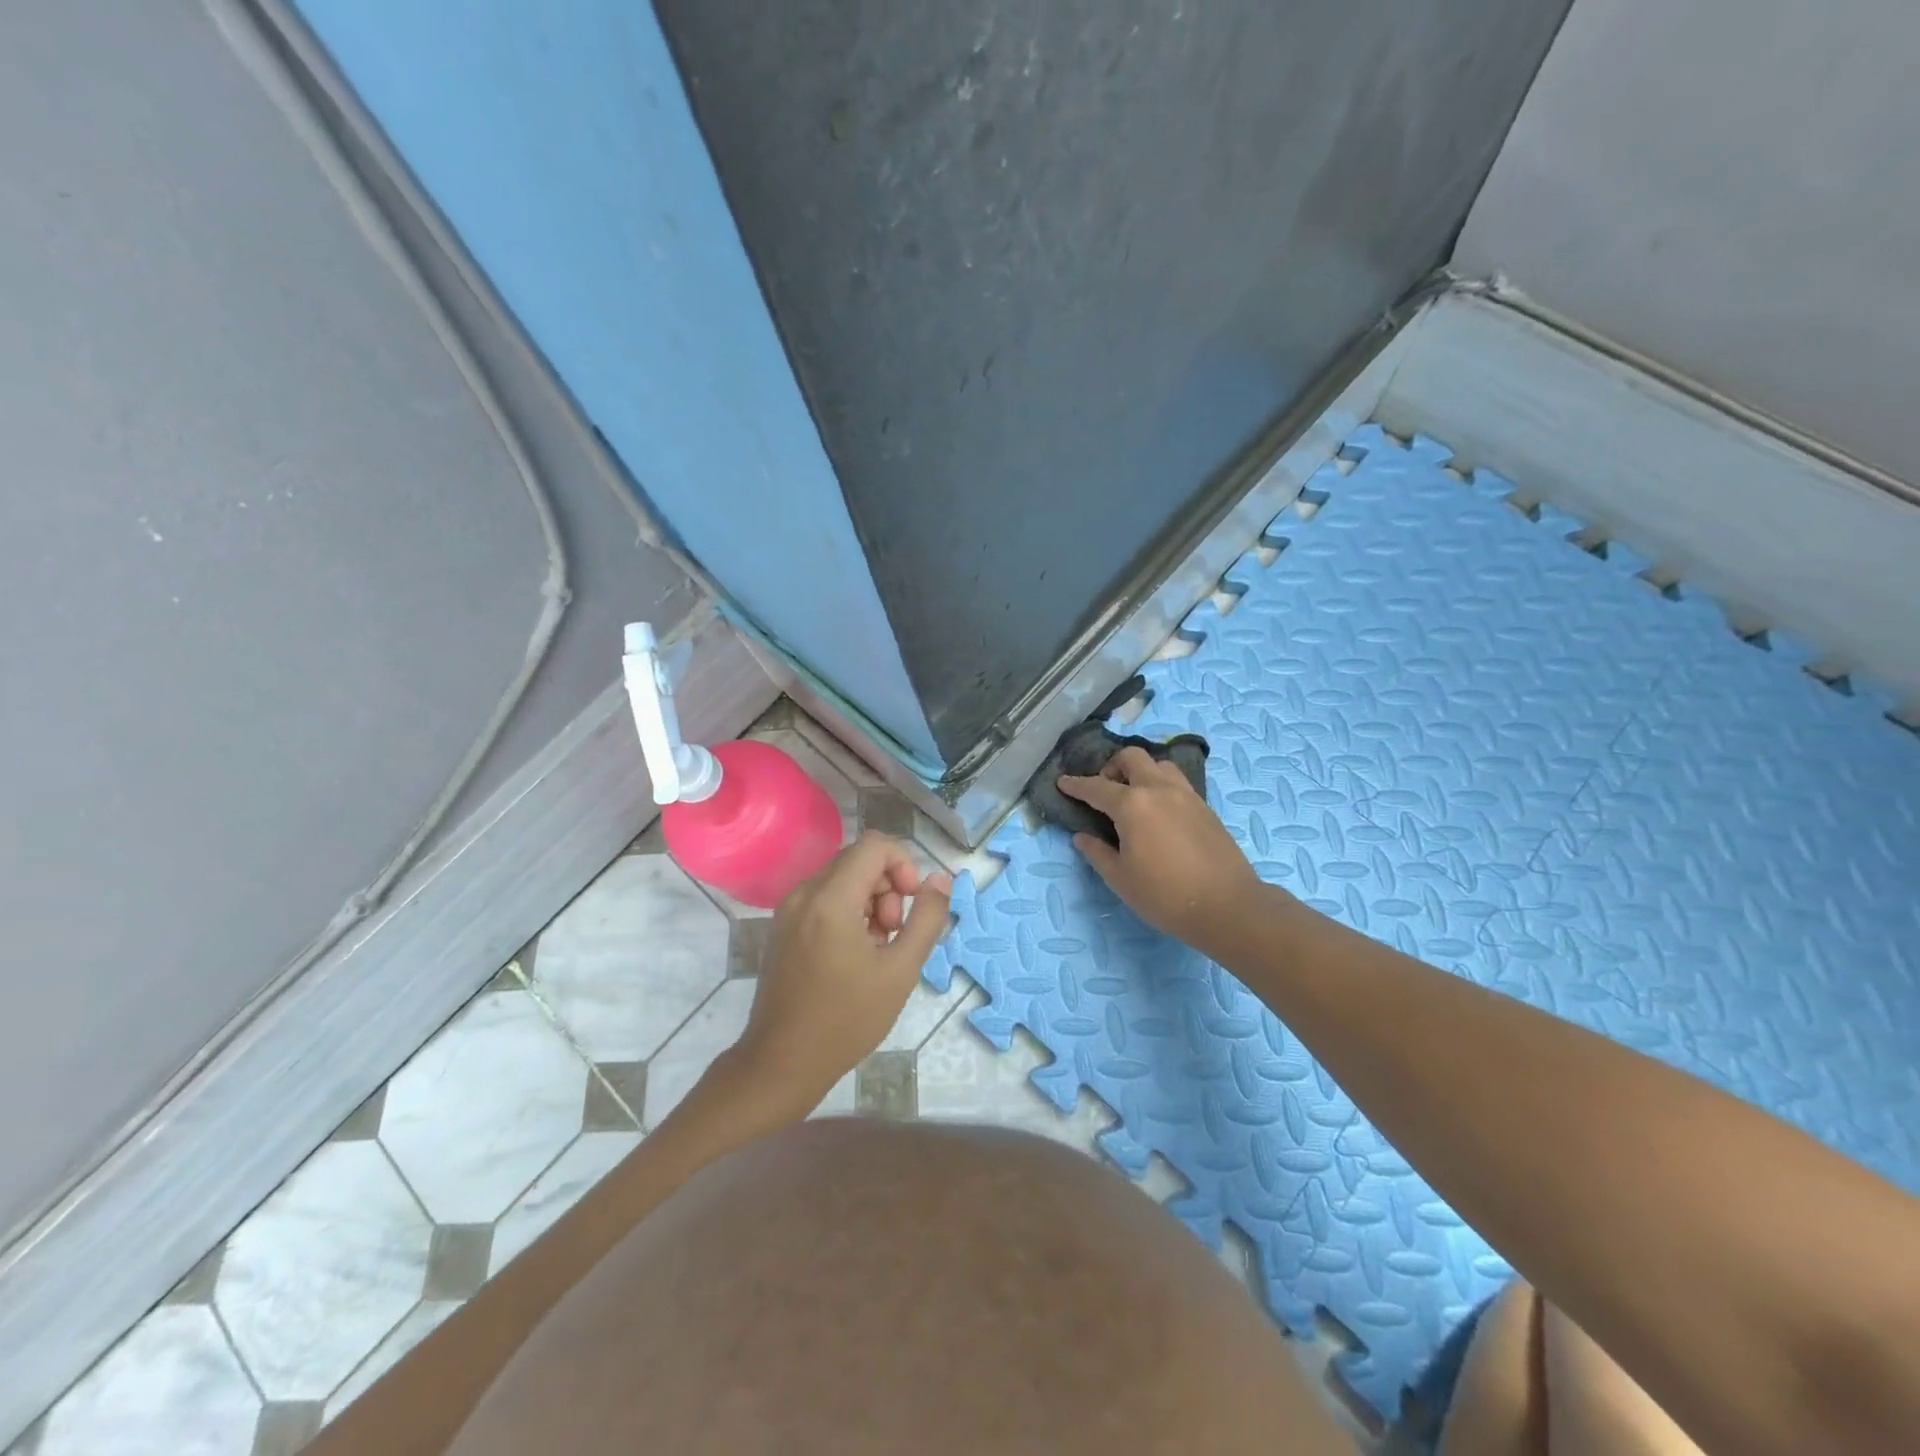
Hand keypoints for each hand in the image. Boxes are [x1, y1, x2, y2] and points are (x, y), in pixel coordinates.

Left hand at [734, 832, 953, 1113]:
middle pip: (858, 860)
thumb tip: (940, 879)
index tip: (911, 903)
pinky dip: (848, 912)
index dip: (903, 864)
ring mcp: (789, 910)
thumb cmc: (846, 1020)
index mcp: (830, 898)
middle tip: (894, 934)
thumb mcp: (901, 970)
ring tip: (877, 948)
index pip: (874, 845)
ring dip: (870, 901)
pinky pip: (824, 898)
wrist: (782, 1063)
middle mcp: (804, 893)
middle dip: (888, 887)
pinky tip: (855, 955)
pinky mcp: (783, 927)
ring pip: (842, 879)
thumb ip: (927, 918)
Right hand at [1058, 746, 1262, 947]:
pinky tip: (1159, 811)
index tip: (1063, 782)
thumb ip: (1097, 853)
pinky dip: (1161, 785)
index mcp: (1132, 805)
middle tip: (1104, 789)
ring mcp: (1186, 795)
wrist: (1227, 906)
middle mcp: (1158, 789)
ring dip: (1141, 772)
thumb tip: (1082, 837)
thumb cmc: (1165, 895)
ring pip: (1159, 764)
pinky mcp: (1205, 806)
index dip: (1076, 785)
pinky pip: (1177, 782)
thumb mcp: (1120, 879)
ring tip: (1134, 797)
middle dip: (1111, 767)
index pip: (1096, 787)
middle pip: (1131, 758)